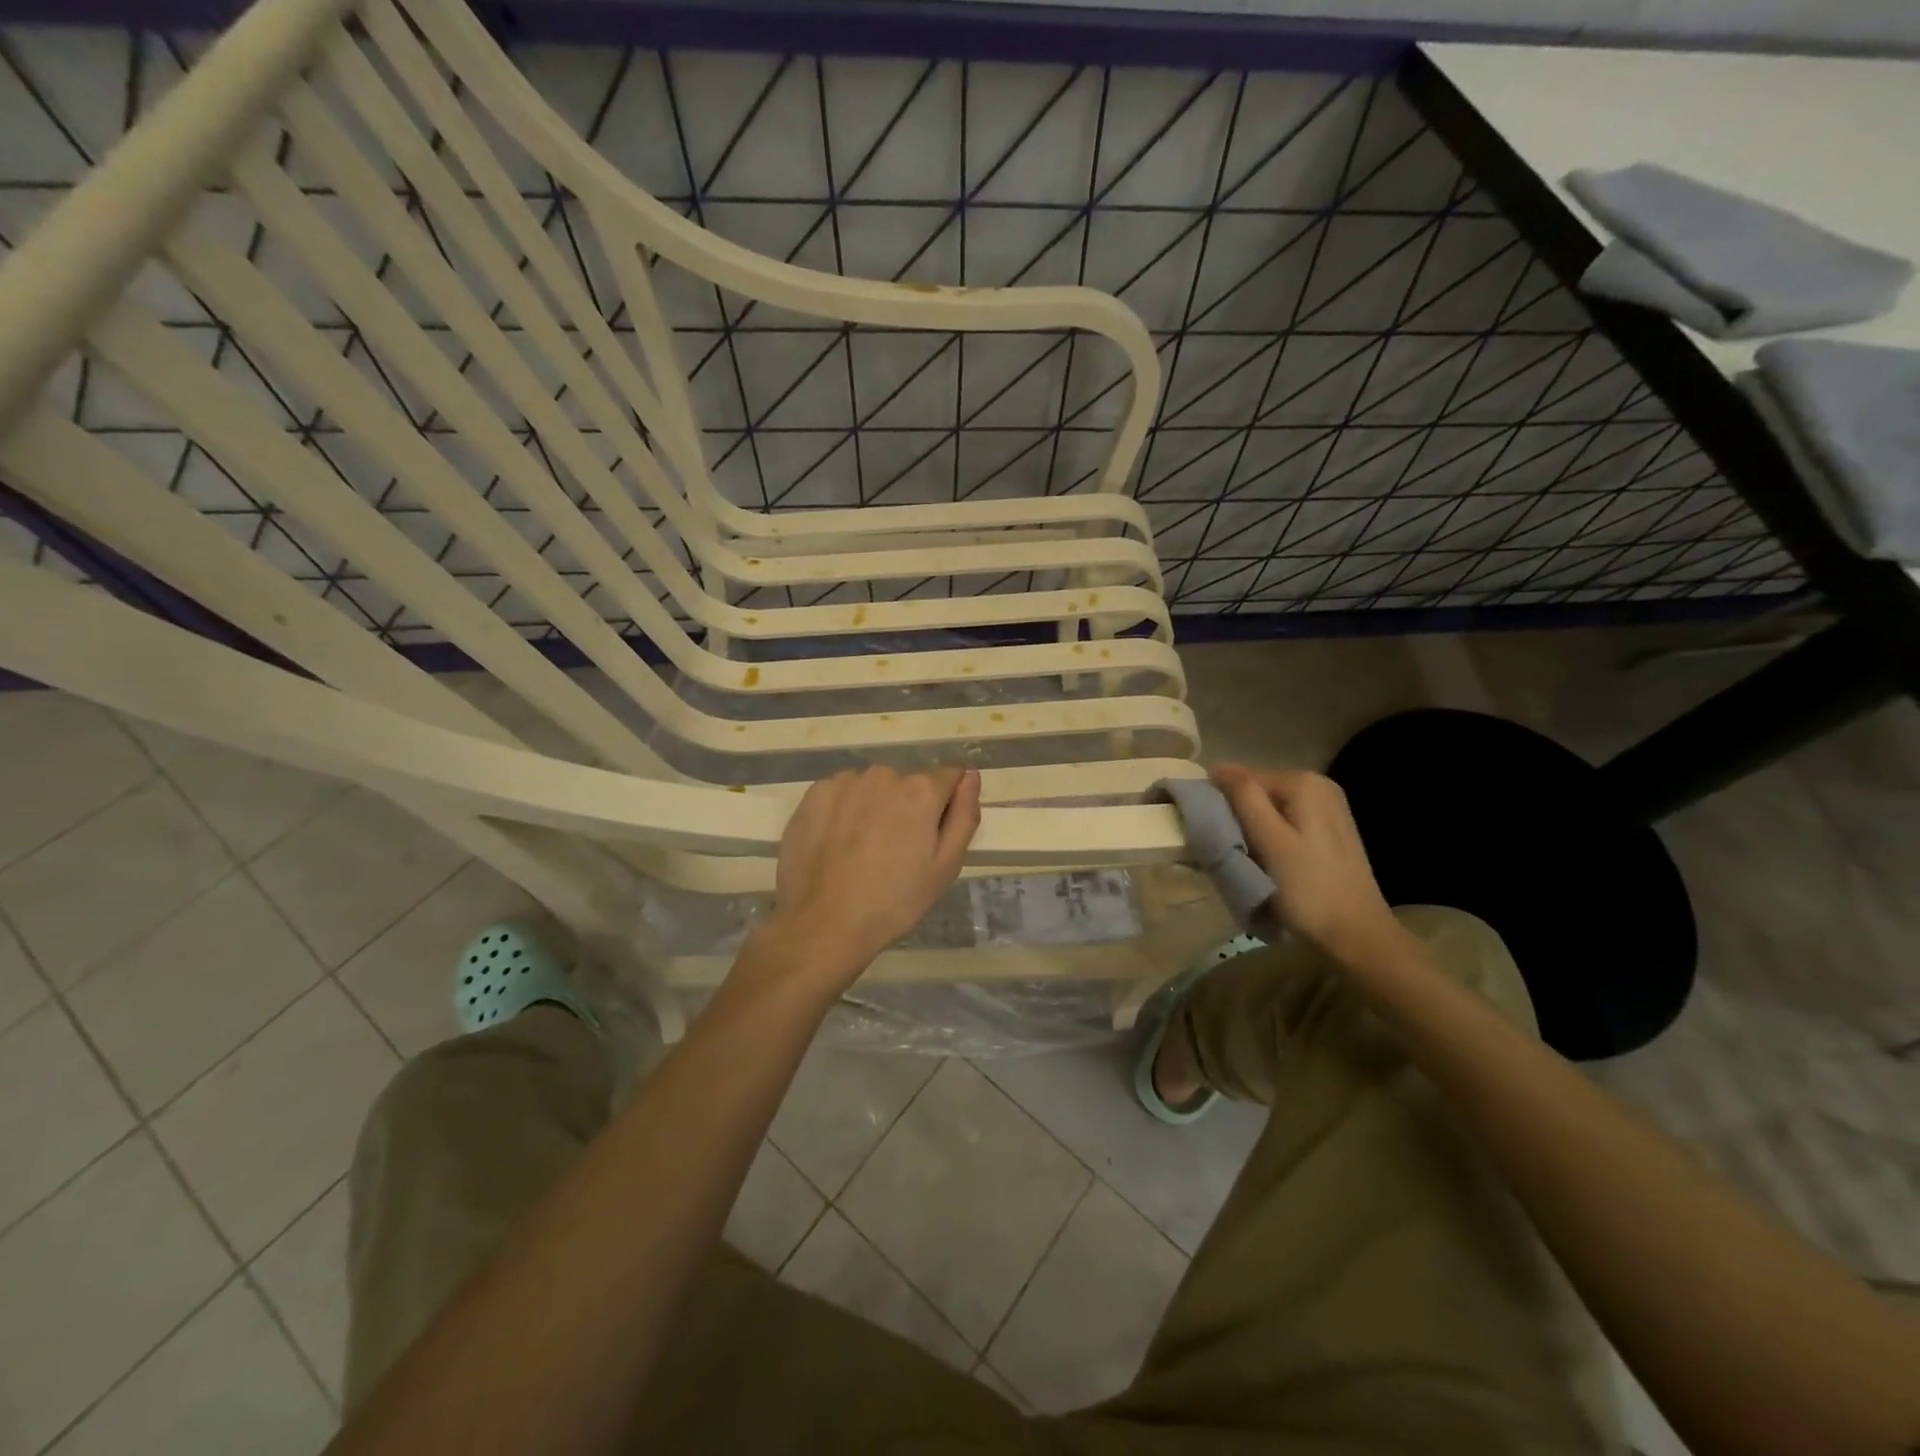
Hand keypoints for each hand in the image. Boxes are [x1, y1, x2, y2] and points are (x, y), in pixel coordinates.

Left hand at [765, 765, 982, 984]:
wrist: (822, 925)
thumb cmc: (894, 902)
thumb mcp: (945, 867)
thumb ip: (963, 815)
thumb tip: (970, 775)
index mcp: (920, 791)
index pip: (949, 776)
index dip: (945, 805)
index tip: (931, 837)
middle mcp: (884, 775)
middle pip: (907, 784)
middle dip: (907, 808)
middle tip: (896, 852)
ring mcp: (844, 782)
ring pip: (872, 789)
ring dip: (874, 808)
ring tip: (862, 851)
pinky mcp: (814, 794)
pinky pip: (841, 795)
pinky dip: (843, 812)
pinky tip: (836, 845)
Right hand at [1211, 764, 1406, 966]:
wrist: (1356, 935)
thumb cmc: (1308, 889)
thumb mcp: (1270, 841)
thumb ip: (1245, 799)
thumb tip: (1218, 768)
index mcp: (1304, 783)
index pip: (1243, 778)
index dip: (1222, 803)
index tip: (1210, 832)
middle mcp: (1320, 786)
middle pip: (1258, 793)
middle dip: (1238, 816)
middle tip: (1228, 850)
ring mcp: (1328, 809)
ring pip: (1270, 810)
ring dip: (1252, 830)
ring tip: (1245, 859)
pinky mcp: (1330, 832)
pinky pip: (1286, 824)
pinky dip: (1270, 839)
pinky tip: (1268, 863)